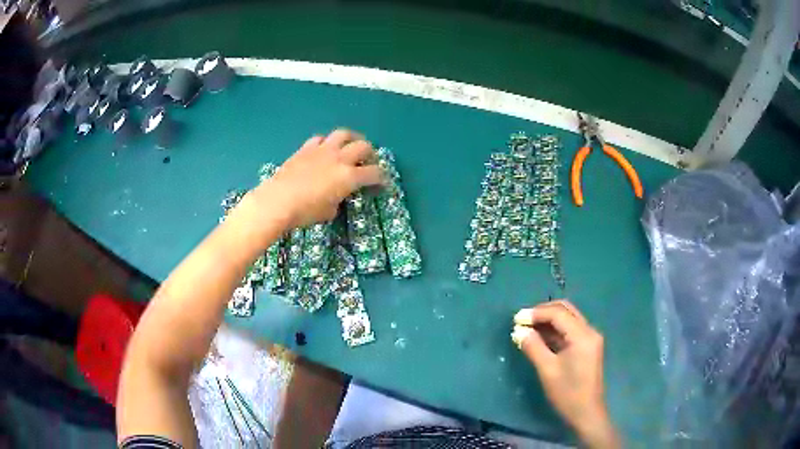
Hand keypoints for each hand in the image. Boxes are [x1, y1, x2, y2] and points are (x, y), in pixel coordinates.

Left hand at [252, 129, 383, 228]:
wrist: (278, 201)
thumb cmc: (305, 212)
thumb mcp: (328, 212)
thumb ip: (338, 200)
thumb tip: (336, 195)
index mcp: (349, 177)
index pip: (374, 173)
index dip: (382, 178)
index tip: (382, 184)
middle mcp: (339, 158)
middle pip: (364, 147)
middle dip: (370, 154)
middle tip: (368, 162)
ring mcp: (322, 150)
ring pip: (343, 134)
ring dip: (352, 138)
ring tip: (351, 145)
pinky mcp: (306, 148)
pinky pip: (321, 138)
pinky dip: (327, 142)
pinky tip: (325, 149)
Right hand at [512, 300, 619, 447]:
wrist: (586, 412)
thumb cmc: (567, 393)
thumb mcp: (547, 370)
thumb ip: (533, 347)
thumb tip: (519, 331)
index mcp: (582, 335)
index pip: (558, 314)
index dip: (536, 313)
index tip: (516, 319)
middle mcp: (589, 331)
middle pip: (565, 310)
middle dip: (543, 312)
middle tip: (522, 320)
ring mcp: (590, 339)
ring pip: (568, 319)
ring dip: (548, 320)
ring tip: (527, 327)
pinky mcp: (587, 347)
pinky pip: (570, 330)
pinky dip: (554, 330)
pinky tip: (540, 337)